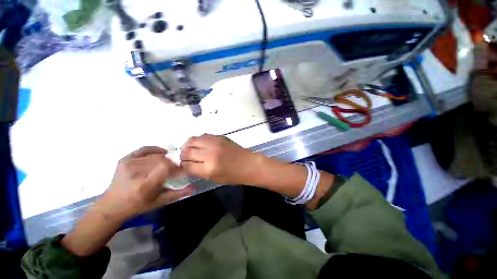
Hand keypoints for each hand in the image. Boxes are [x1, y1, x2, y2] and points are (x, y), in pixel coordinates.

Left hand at [98, 146, 193, 221]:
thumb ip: (177, 194)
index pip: (166, 167)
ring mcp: (128, 164)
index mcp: (144, 185)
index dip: (176, 167)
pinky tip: (161, 152)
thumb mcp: (159, 202)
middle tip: (174, 169)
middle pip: (161, 159)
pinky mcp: (125, 159)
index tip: (179, 172)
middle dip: (171, 163)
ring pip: (155, 155)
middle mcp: (135, 172)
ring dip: (164, 159)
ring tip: (166, 165)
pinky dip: (155, 149)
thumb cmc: (137, 205)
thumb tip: (194, 188)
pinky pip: (144, 149)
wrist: (112, 205)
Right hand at [180, 134, 259, 184]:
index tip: (184, 166)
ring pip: (193, 140)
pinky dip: (199, 140)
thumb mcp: (214, 178)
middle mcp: (210, 153)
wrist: (249, 164)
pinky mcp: (220, 136)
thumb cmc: (234, 176)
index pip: (187, 165)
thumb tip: (187, 164)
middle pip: (187, 151)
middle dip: (183, 155)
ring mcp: (215, 143)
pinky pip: (203, 135)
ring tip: (190, 149)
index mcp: (209, 168)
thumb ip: (199, 171)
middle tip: (186, 158)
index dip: (183, 166)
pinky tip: (201, 145)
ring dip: (188, 145)